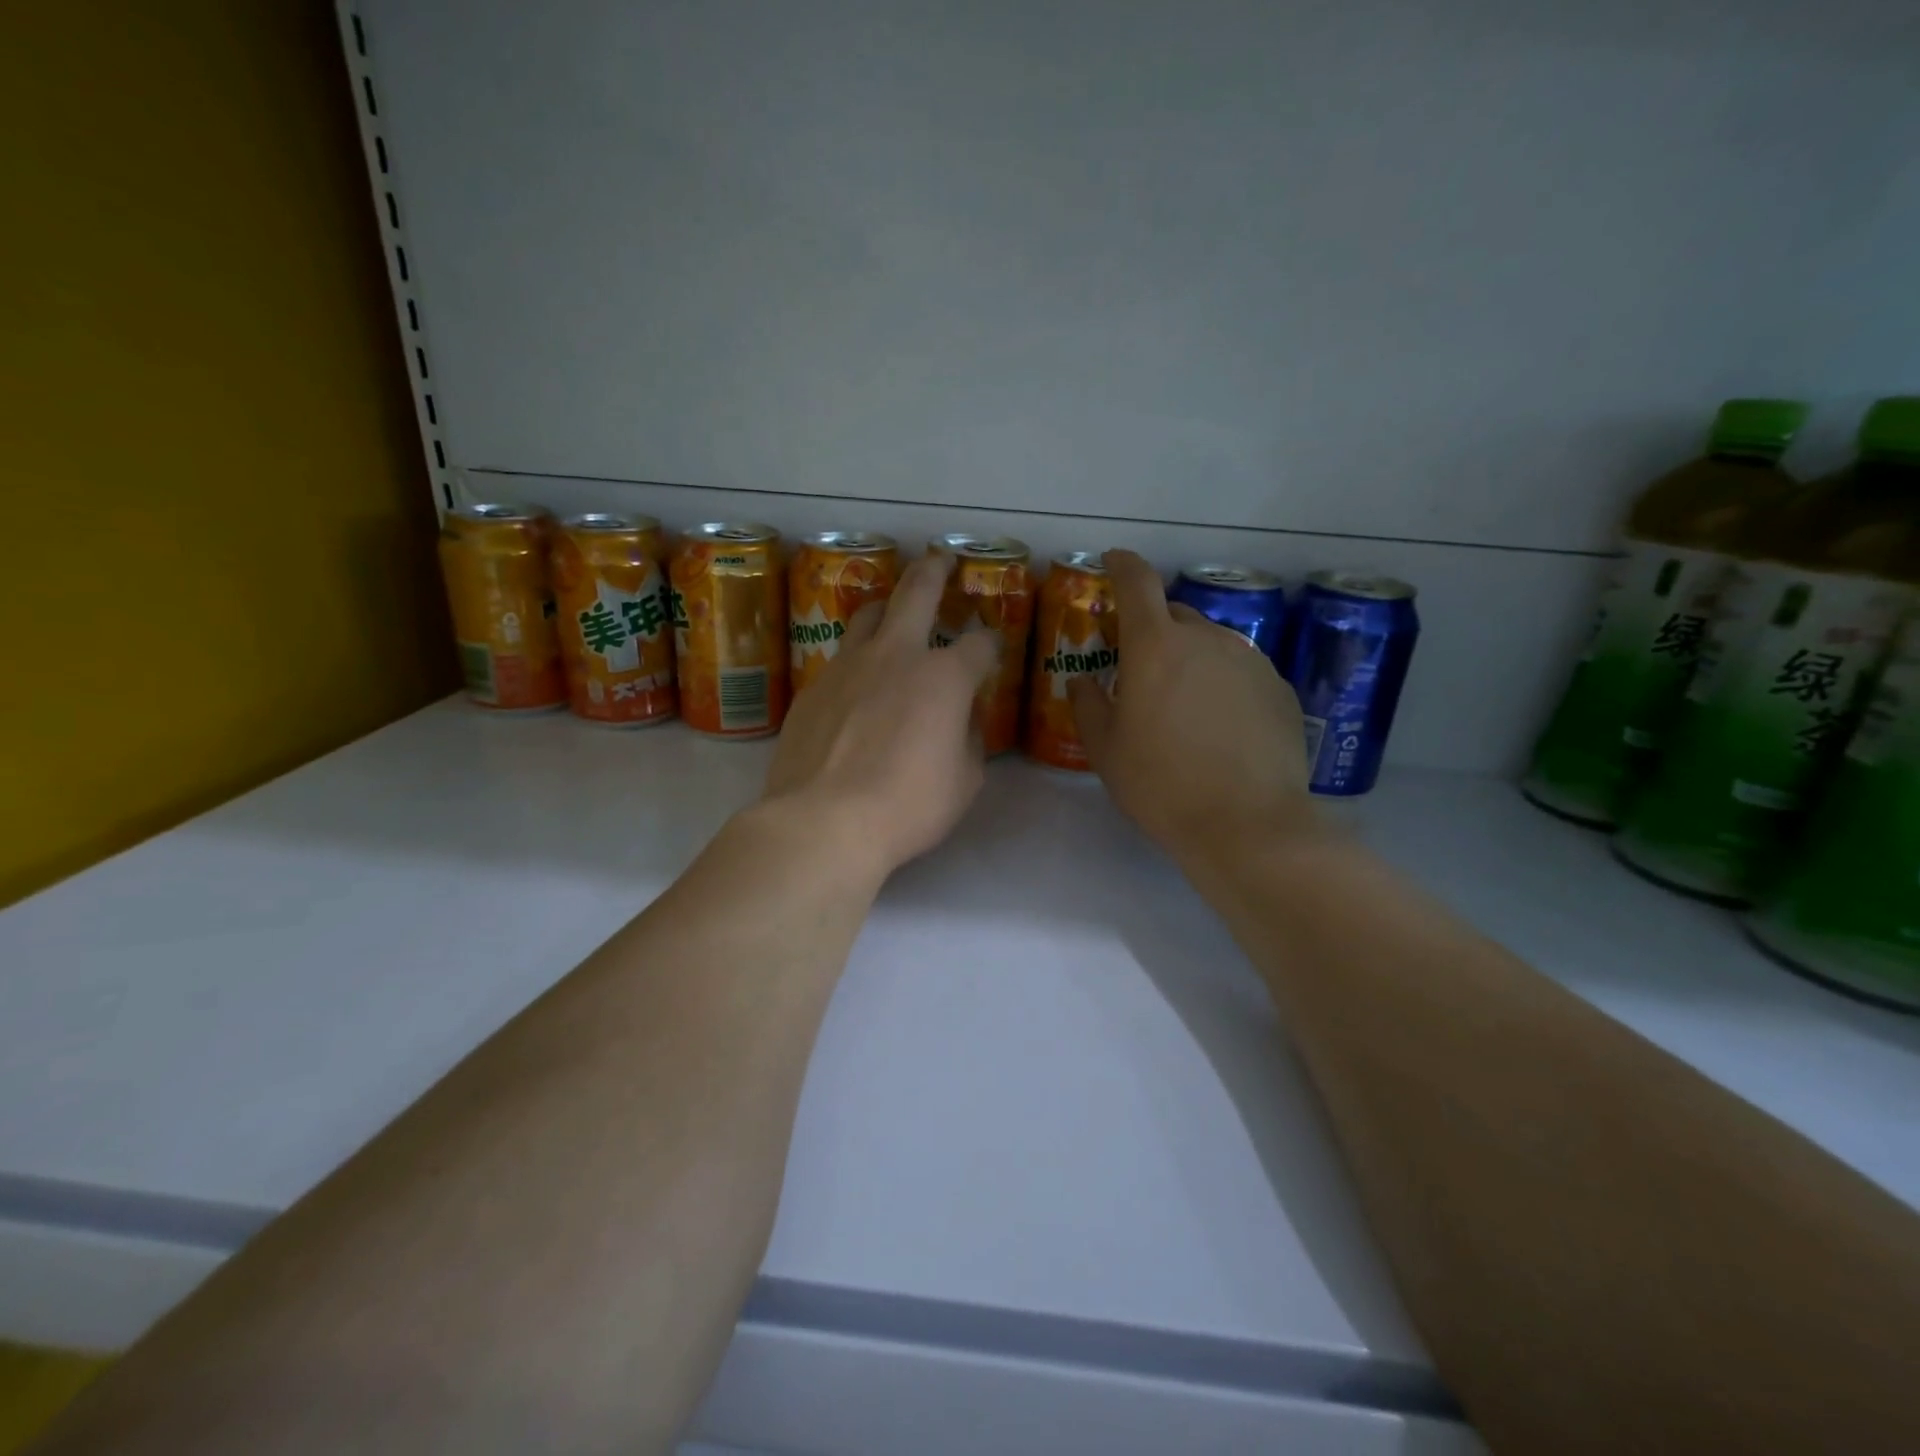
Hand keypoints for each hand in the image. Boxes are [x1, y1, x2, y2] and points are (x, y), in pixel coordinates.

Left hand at [764, 550, 998, 882]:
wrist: (822, 821)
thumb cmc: (907, 806)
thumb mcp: (964, 781)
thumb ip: (969, 740)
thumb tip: (962, 720)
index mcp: (943, 677)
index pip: (979, 645)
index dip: (990, 645)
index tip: (990, 650)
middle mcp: (895, 655)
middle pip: (916, 592)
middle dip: (934, 571)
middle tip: (940, 560)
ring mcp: (847, 666)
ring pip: (868, 615)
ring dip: (886, 606)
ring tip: (891, 612)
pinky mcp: (813, 687)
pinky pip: (840, 660)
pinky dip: (857, 661)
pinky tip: (857, 685)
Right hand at [1069, 549, 1316, 866]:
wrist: (1247, 824)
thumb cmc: (1161, 784)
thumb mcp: (1105, 750)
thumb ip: (1087, 704)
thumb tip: (1084, 680)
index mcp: (1156, 646)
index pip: (1138, 582)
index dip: (1122, 565)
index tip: (1113, 562)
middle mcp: (1206, 639)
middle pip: (1174, 615)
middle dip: (1153, 631)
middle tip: (1141, 670)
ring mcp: (1249, 661)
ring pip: (1210, 643)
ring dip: (1190, 658)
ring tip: (1183, 705)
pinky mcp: (1279, 688)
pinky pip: (1240, 670)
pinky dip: (1222, 683)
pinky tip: (1220, 725)